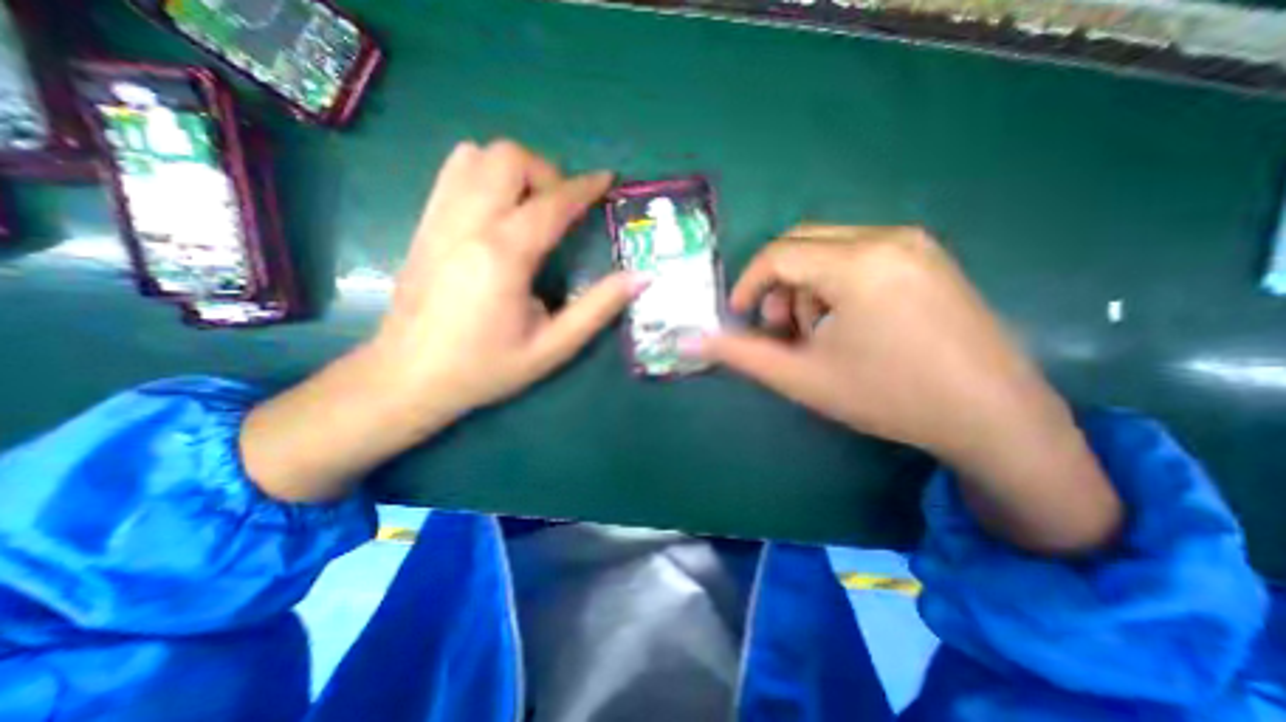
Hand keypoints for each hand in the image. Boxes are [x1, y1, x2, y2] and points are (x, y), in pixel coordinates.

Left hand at [240, 138, 629, 502]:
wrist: (407, 377)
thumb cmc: (485, 368)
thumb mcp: (553, 347)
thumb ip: (598, 308)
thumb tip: (640, 277)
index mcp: (503, 256)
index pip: (552, 202)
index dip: (585, 187)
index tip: (608, 180)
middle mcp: (467, 224)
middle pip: (509, 158)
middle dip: (547, 173)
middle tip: (562, 209)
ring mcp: (439, 219)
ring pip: (476, 155)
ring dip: (514, 170)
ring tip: (531, 206)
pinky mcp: (424, 224)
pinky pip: (453, 172)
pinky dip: (484, 175)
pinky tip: (499, 211)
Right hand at [699, 226, 1121, 552]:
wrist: (994, 418)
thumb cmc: (889, 397)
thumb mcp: (802, 378)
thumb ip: (741, 355)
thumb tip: (692, 342)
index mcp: (858, 263)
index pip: (778, 254)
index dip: (749, 285)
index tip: (740, 317)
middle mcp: (888, 238)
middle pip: (801, 243)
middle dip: (779, 285)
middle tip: (782, 329)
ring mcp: (915, 243)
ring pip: (828, 248)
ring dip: (807, 286)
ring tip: (820, 333)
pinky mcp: (929, 257)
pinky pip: (859, 254)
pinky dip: (836, 283)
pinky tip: (849, 322)